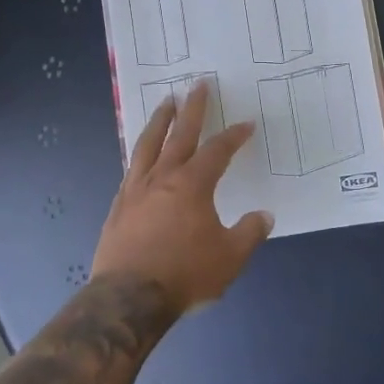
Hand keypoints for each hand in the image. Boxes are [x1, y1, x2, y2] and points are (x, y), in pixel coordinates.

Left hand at [92, 84, 272, 313]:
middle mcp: (163, 177)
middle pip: (179, 134)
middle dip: (192, 108)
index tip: (246, 124)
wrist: (128, 299)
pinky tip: (141, 153)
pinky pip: (131, 167)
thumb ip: (249, 233)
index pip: (218, 151)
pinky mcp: (118, 206)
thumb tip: (265, 216)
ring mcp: (136, 189)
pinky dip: (140, 152)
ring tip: (165, 102)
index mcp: (193, 185)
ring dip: (160, 120)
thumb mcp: (229, 258)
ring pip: (148, 144)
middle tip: (198, 84)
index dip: (234, 136)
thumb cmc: (184, 275)